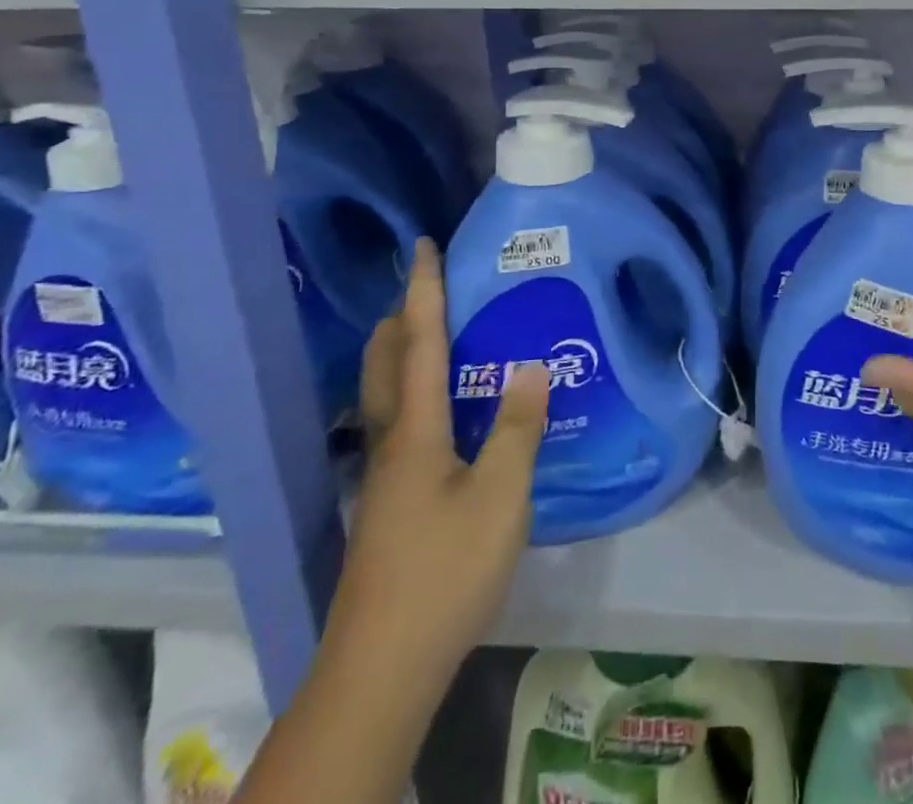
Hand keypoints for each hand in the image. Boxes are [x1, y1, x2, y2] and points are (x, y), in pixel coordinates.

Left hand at [335, 237, 549, 669]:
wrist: (383, 666)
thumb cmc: (446, 570)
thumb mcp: (500, 496)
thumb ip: (517, 427)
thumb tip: (530, 365)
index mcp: (416, 429)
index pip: (420, 342)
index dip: (424, 291)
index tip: (422, 246)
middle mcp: (392, 441)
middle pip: (385, 363)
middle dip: (402, 317)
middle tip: (429, 288)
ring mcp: (384, 476)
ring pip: (385, 394)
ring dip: (402, 354)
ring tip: (438, 338)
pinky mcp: (388, 504)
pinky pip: (398, 423)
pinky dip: (413, 393)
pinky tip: (445, 416)